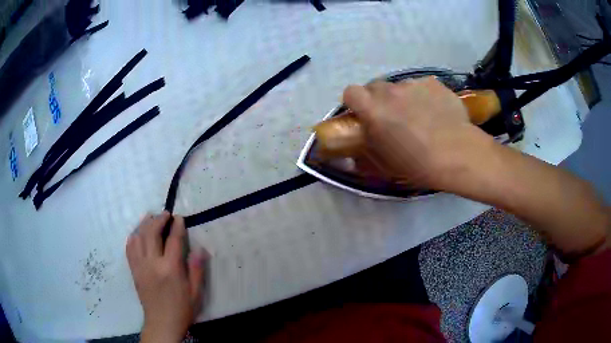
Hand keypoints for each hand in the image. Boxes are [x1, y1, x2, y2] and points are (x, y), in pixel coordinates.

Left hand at [126, 212, 208, 342]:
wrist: (162, 323)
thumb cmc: (182, 309)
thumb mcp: (195, 292)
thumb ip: (197, 270)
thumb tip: (200, 249)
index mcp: (170, 269)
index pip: (173, 240)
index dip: (177, 226)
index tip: (179, 218)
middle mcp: (153, 263)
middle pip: (152, 233)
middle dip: (159, 219)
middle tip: (165, 214)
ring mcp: (140, 266)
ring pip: (138, 237)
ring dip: (144, 224)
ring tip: (150, 217)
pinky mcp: (134, 270)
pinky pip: (129, 249)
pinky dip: (133, 237)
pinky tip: (137, 233)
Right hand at [343, 77, 492, 189]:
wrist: (457, 154)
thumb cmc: (417, 164)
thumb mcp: (385, 165)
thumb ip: (366, 154)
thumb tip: (354, 157)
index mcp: (373, 110)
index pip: (351, 92)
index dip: (355, 102)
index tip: (362, 114)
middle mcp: (390, 91)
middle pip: (375, 86)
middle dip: (379, 99)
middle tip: (392, 117)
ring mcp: (413, 84)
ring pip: (400, 86)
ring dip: (402, 98)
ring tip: (419, 116)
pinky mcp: (433, 83)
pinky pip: (422, 86)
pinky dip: (424, 96)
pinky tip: (436, 112)